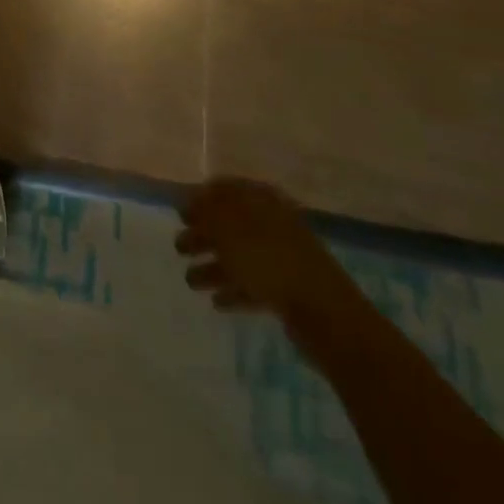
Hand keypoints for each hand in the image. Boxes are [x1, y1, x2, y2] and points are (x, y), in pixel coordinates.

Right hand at [175, 178, 355, 321]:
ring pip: (239, 256)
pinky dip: (234, 289)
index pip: (224, 189)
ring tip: (190, 282)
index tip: (180, 215)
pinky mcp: (288, 290)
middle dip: (202, 235)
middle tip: (179, 248)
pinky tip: (217, 301)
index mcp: (260, 200)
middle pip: (229, 224)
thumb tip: (191, 201)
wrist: (324, 313)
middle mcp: (271, 222)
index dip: (199, 199)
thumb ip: (205, 211)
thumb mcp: (227, 228)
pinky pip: (253, 284)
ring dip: (213, 266)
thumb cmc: (268, 260)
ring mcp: (282, 257)